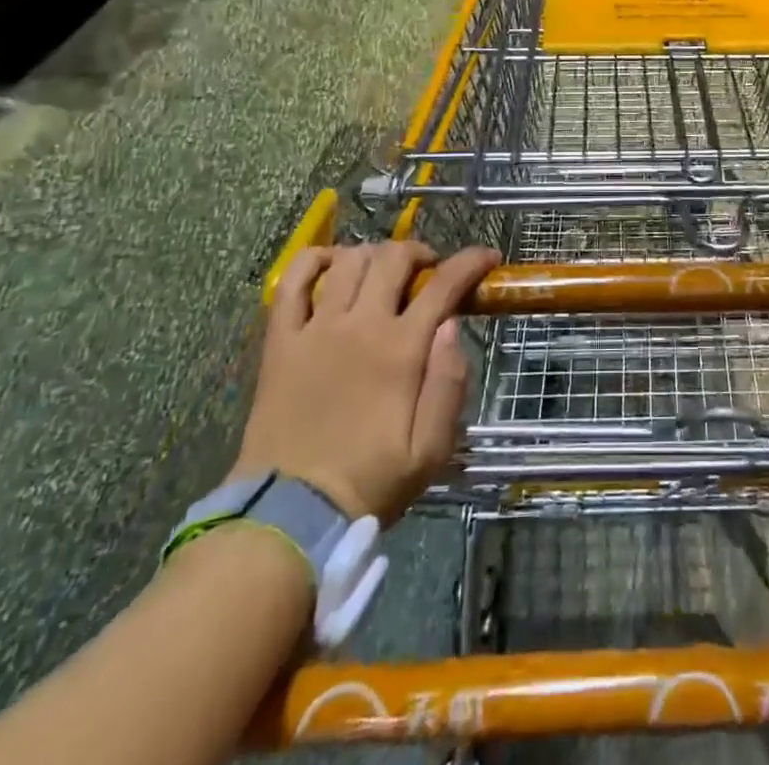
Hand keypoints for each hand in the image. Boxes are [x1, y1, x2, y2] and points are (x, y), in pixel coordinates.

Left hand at [231, 241, 498, 520]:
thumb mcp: (430, 450)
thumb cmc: (370, 481)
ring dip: (374, 255)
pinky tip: (329, 264)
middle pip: (393, 259)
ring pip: (348, 262)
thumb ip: (448, 384)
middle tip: (429, 271)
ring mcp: (315, 329)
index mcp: (401, 349)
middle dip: (420, 253)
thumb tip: (452, 326)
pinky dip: (312, 261)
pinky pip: (290, 282)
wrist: (290, 515)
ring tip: (383, 272)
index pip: (444, 284)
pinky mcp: (280, 341)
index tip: (488, 257)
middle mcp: (360, 325)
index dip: (471, 262)